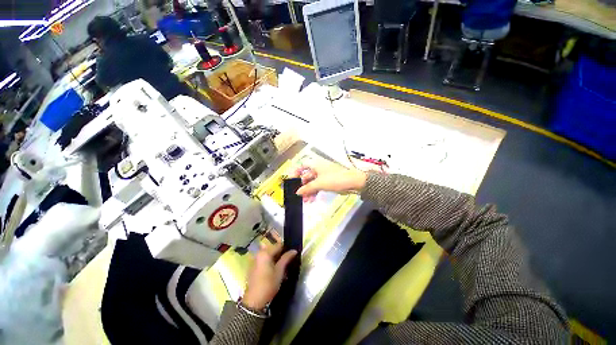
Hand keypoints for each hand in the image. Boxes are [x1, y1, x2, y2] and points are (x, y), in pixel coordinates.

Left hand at [242, 232, 297, 309]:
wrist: (254, 301)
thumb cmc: (268, 284)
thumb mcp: (280, 271)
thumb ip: (286, 258)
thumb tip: (294, 250)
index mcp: (265, 253)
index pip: (278, 245)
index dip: (286, 248)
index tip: (292, 253)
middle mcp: (258, 254)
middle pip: (272, 249)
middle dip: (280, 253)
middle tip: (288, 260)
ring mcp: (255, 260)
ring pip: (268, 255)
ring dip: (275, 258)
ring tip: (282, 266)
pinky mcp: (253, 267)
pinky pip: (264, 260)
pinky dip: (270, 262)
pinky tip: (274, 270)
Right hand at [292, 161, 367, 201]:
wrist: (353, 182)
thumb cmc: (335, 179)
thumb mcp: (319, 183)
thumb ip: (307, 188)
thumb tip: (297, 192)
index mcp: (316, 165)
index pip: (302, 165)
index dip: (296, 172)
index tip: (291, 180)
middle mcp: (318, 169)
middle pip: (307, 176)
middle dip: (302, 186)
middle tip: (298, 195)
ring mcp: (323, 176)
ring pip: (312, 183)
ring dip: (308, 191)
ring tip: (305, 201)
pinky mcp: (328, 182)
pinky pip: (318, 187)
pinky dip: (315, 192)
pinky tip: (312, 200)